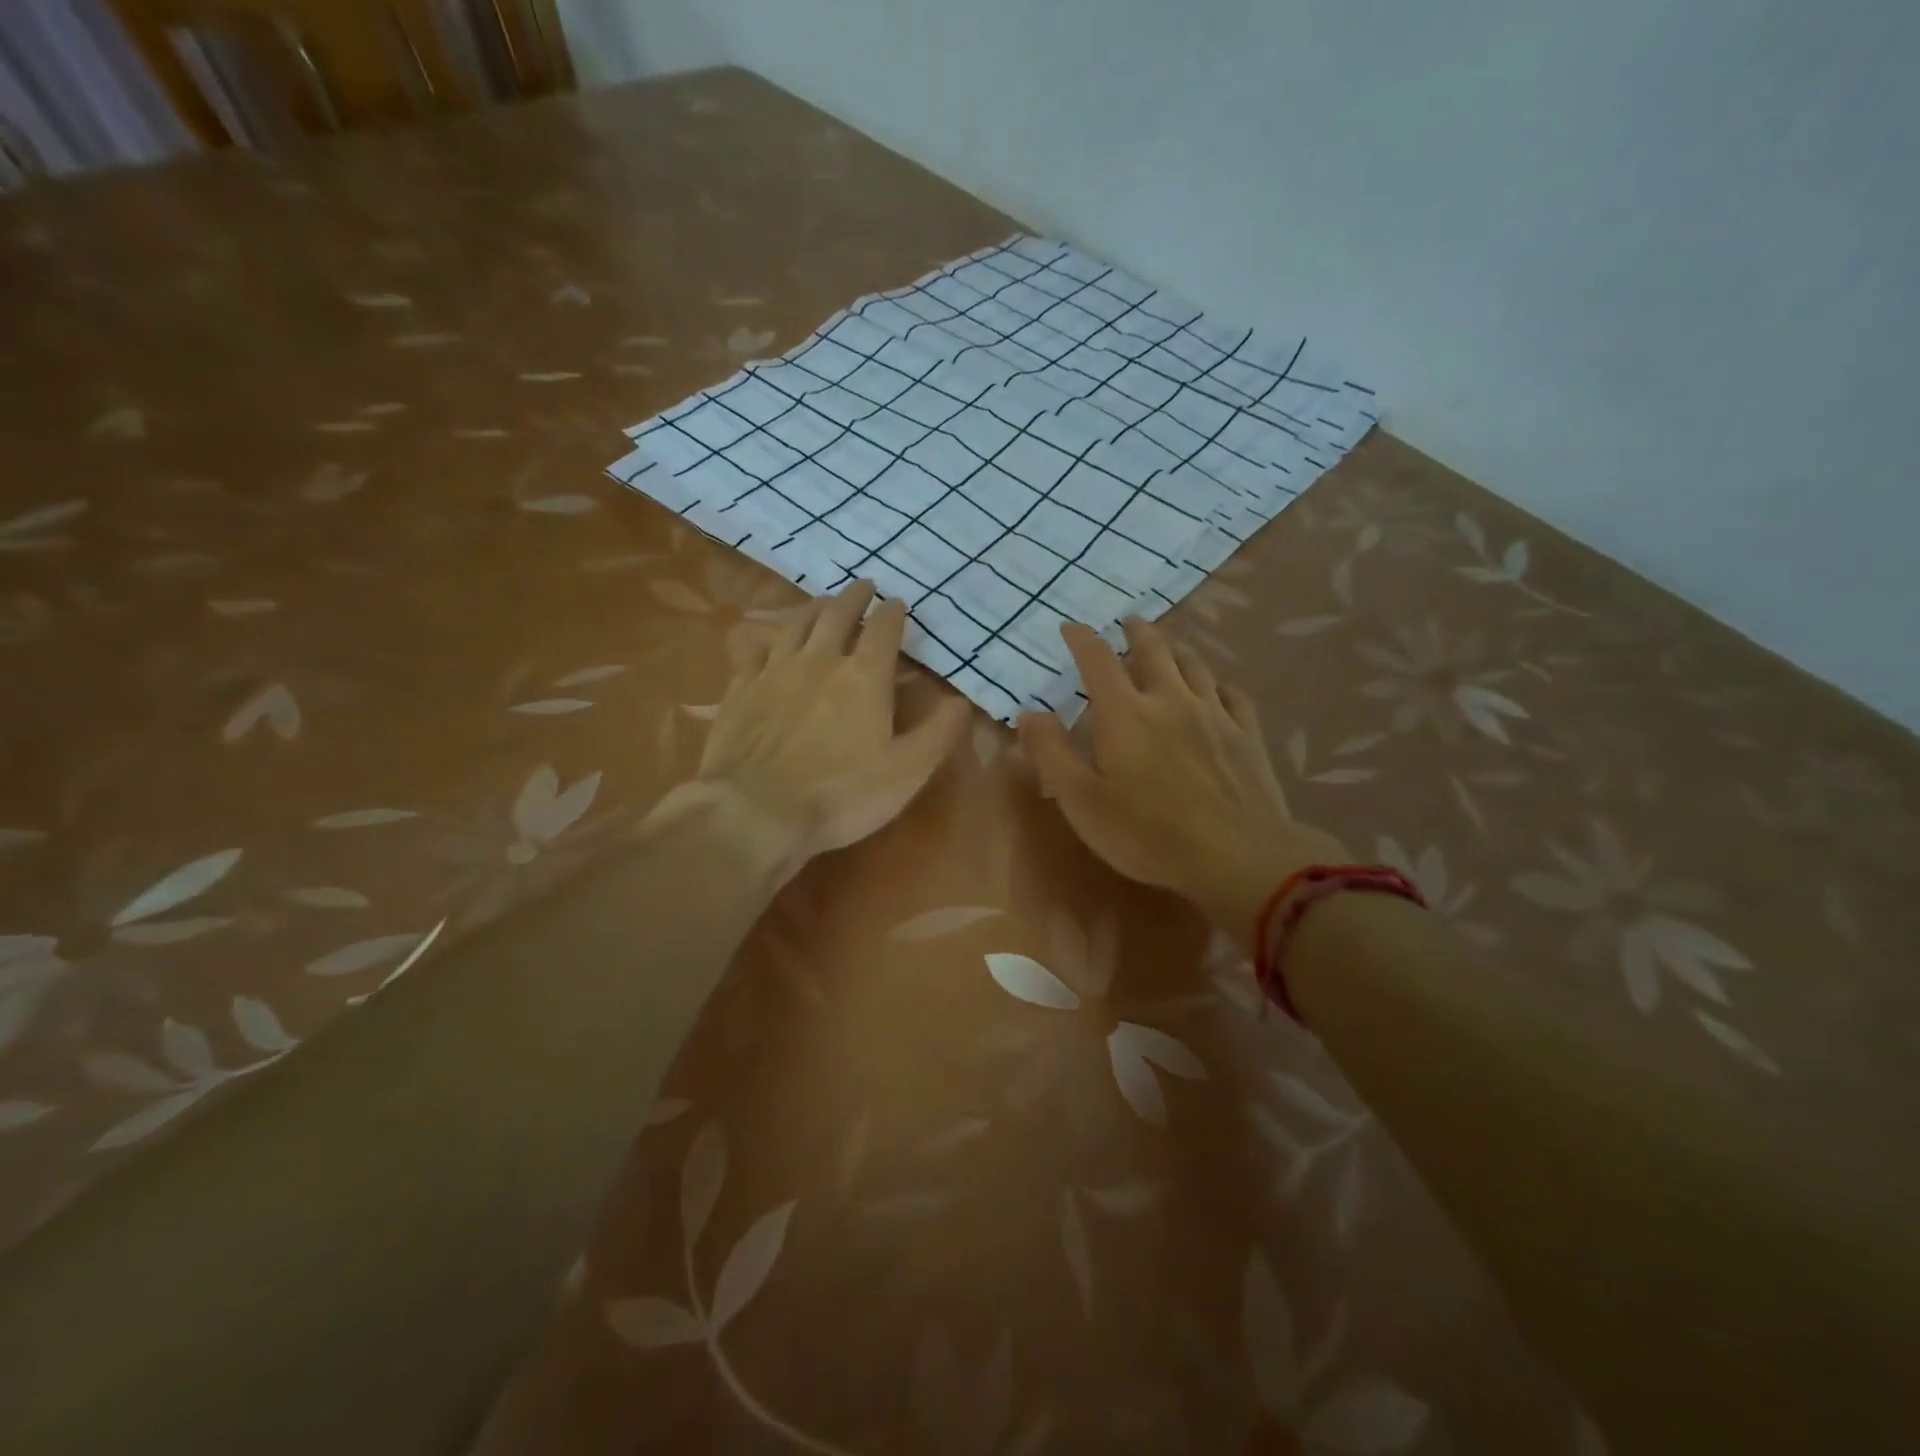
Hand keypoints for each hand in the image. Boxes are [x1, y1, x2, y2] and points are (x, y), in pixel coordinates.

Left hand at [687, 579, 968, 872]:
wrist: (755, 811)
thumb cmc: (841, 794)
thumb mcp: (908, 771)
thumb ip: (939, 733)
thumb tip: (961, 701)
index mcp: (864, 676)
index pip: (883, 630)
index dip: (893, 613)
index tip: (898, 603)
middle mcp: (819, 660)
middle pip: (837, 615)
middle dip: (854, 597)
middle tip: (863, 586)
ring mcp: (774, 671)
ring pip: (795, 625)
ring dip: (813, 608)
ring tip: (823, 602)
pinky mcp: (740, 690)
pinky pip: (754, 651)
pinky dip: (766, 640)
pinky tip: (767, 643)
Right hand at [1018, 617, 1347, 950]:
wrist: (1236, 855)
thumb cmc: (1146, 833)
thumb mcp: (1081, 800)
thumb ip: (1052, 753)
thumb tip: (1029, 712)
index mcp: (1125, 713)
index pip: (1098, 660)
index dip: (1081, 639)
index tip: (1071, 627)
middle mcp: (1170, 700)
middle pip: (1153, 649)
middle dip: (1136, 632)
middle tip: (1128, 622)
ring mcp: (1214, 714)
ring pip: (1194, 665)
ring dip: (1176, 649)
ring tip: (1168, 645)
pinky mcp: (1247, 735)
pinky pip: (1232, 694)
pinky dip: (1218, 683)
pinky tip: (1216, 688)